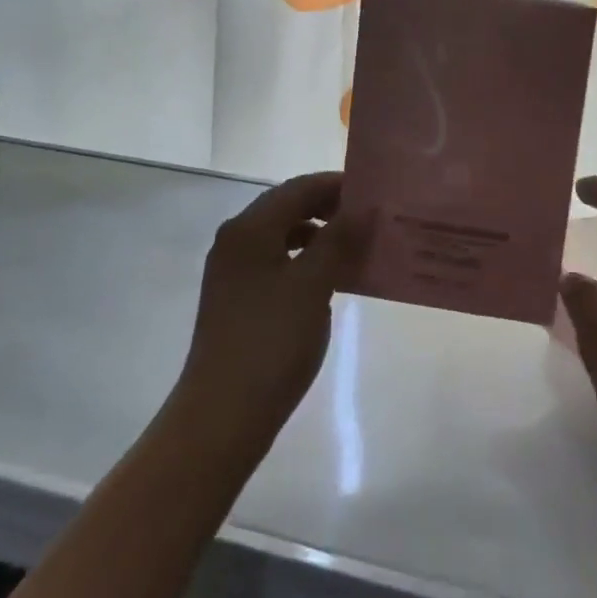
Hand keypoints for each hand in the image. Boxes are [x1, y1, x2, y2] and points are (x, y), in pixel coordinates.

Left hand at [178, 172, 372, 446]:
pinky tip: (330, 279)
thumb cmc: (272, 341)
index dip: (335, 185)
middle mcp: (235, 240)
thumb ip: (338, 240)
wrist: (223, 413)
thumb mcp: (313, 286)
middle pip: (286, 208)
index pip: (297, 188)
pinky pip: (276, 262)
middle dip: (328, 208)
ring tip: (356, 246)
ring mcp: (232, 270)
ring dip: (318, 235)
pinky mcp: (237, 297)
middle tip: (370, 217)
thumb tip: (363, 208)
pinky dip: (304, 260)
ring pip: (281, 236)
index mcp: (249, 229)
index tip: (373, 191)